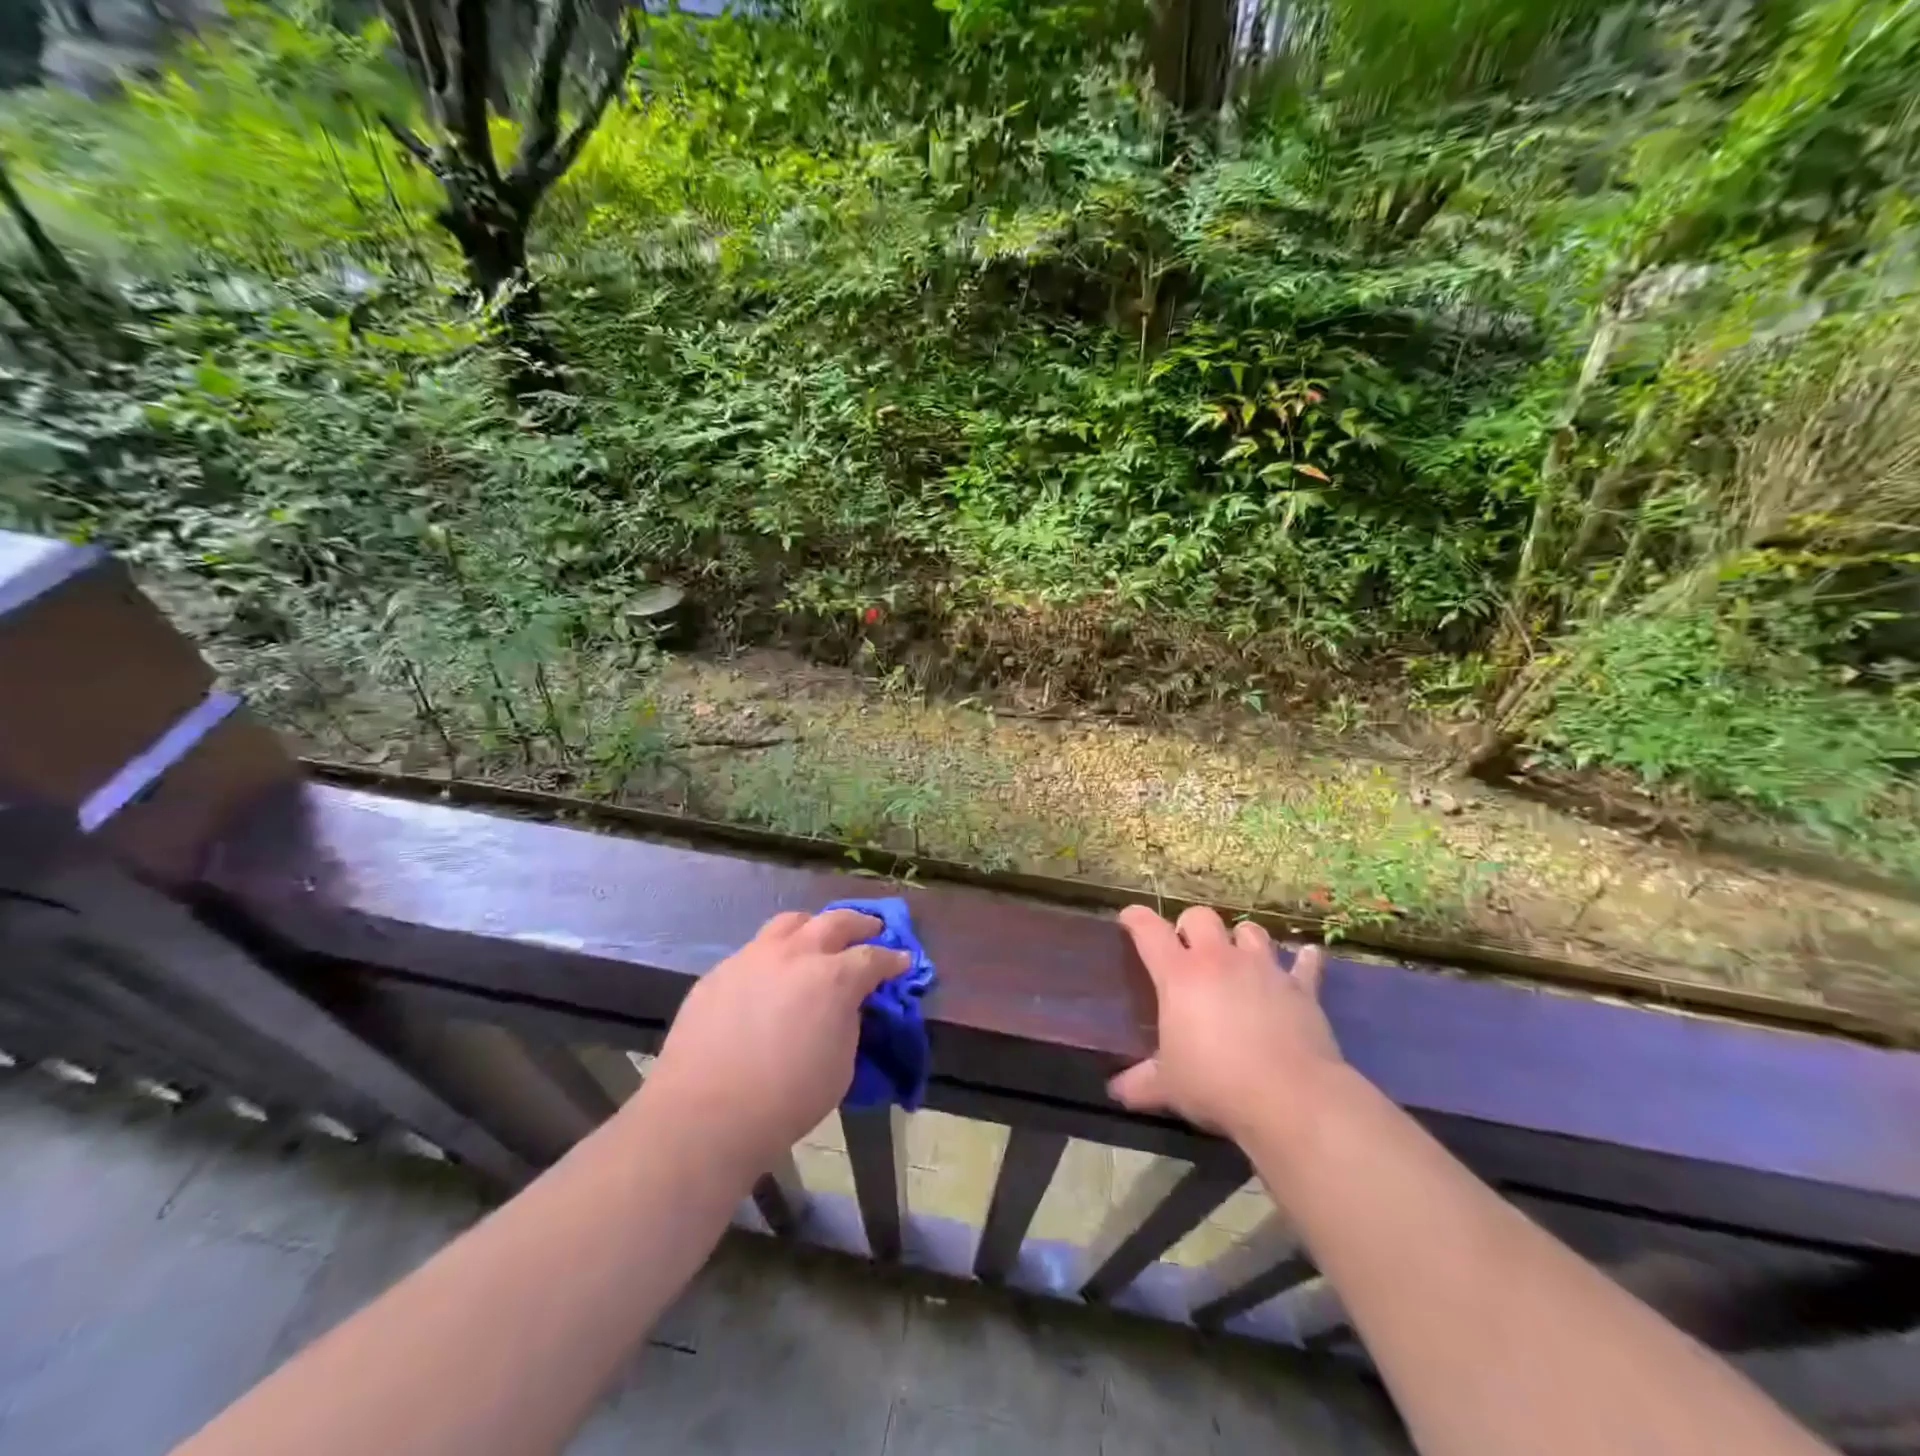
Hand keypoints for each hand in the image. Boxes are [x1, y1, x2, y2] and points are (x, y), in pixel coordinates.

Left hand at [633, 909, 908, 1180]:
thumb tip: (845, 1006)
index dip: (893, 959)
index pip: (873, 958)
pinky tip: (771, 976)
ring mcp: (753, 957)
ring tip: (818, 938)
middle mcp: (795, 954)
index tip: (903, 961)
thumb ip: (848, 1023)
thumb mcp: (841, 1065)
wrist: (704, 1115)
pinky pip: (754, 951)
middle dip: (860, 924)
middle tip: (872, 929)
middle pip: (835, 921)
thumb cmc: (786, 1100)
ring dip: (813, 927)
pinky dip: (773, 955)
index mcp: (833, 977)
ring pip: (790, 923)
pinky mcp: (720, 972)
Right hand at [1109, 905, 1342, 1144]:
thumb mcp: (1168, 1087)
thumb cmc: (1216, 1084)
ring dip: (1241, 939)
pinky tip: (1306, 959)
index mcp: (1179, 975)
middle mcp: (1219, 960)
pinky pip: (1305, 964)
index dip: (1135, 918)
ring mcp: (1263, 969)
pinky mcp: (1301, 988)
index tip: (1128, 919)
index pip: (1148, 929)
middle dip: (1191, 926)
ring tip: (1238, 957)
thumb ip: (1139, 1083)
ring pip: (1250, 930)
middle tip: (1188, 949)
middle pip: (1201, 917)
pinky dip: (1304, 961)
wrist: (1290, 1099)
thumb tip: (1116, 1091)